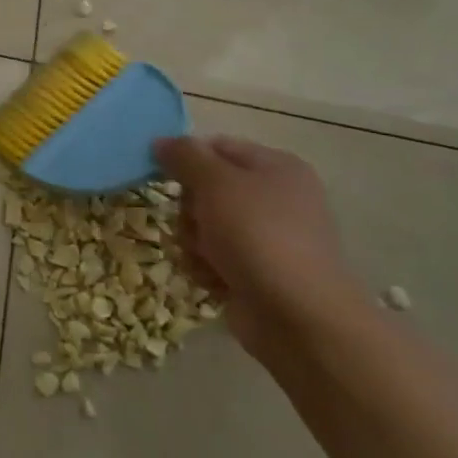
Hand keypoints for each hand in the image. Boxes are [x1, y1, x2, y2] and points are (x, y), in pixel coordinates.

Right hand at [152, 134, 364, 358]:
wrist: (298, 316)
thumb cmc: (257, 235)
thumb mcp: (215, 182)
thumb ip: (184, 155)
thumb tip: (160, 141)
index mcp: (276, 167)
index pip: (216, 146)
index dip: (186, 158)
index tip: (162, 175)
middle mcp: (274, 198)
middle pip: (205, 188)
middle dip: (189, 208)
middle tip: (195, 222)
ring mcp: (266, 238)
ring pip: (203, 225)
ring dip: (193, 241)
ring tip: (207, 258)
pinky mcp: (255, 271)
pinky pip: (212, 257)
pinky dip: (205, 267)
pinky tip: (213, 279)